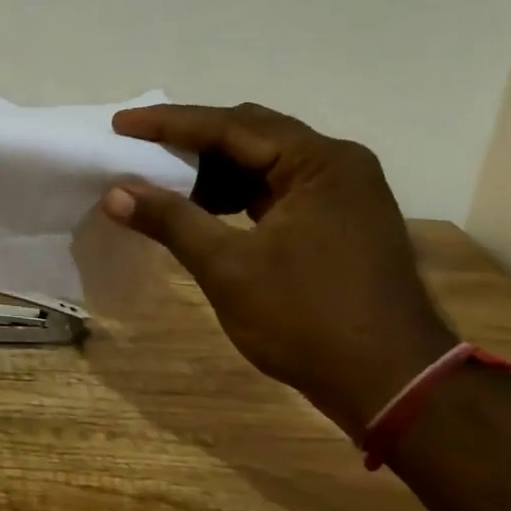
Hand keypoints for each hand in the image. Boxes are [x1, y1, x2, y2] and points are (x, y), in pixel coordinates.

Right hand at [104, 103, 456, 436]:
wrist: (394, 387)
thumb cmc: (308, 320)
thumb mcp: (228, 268)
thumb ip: (171, 220)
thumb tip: (115, 193)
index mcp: (319, 162)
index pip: (231, 126)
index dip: (169, 124)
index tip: (122, 124)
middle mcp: (337, 164)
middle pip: (251, 135)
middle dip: (192, 142)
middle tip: (139, 147)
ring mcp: (344, 193)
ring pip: (265, 163)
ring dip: (214, 171)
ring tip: (165, 183)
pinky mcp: (341, 221)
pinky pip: (279, 190)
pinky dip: (238, 196)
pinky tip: (205, 212)